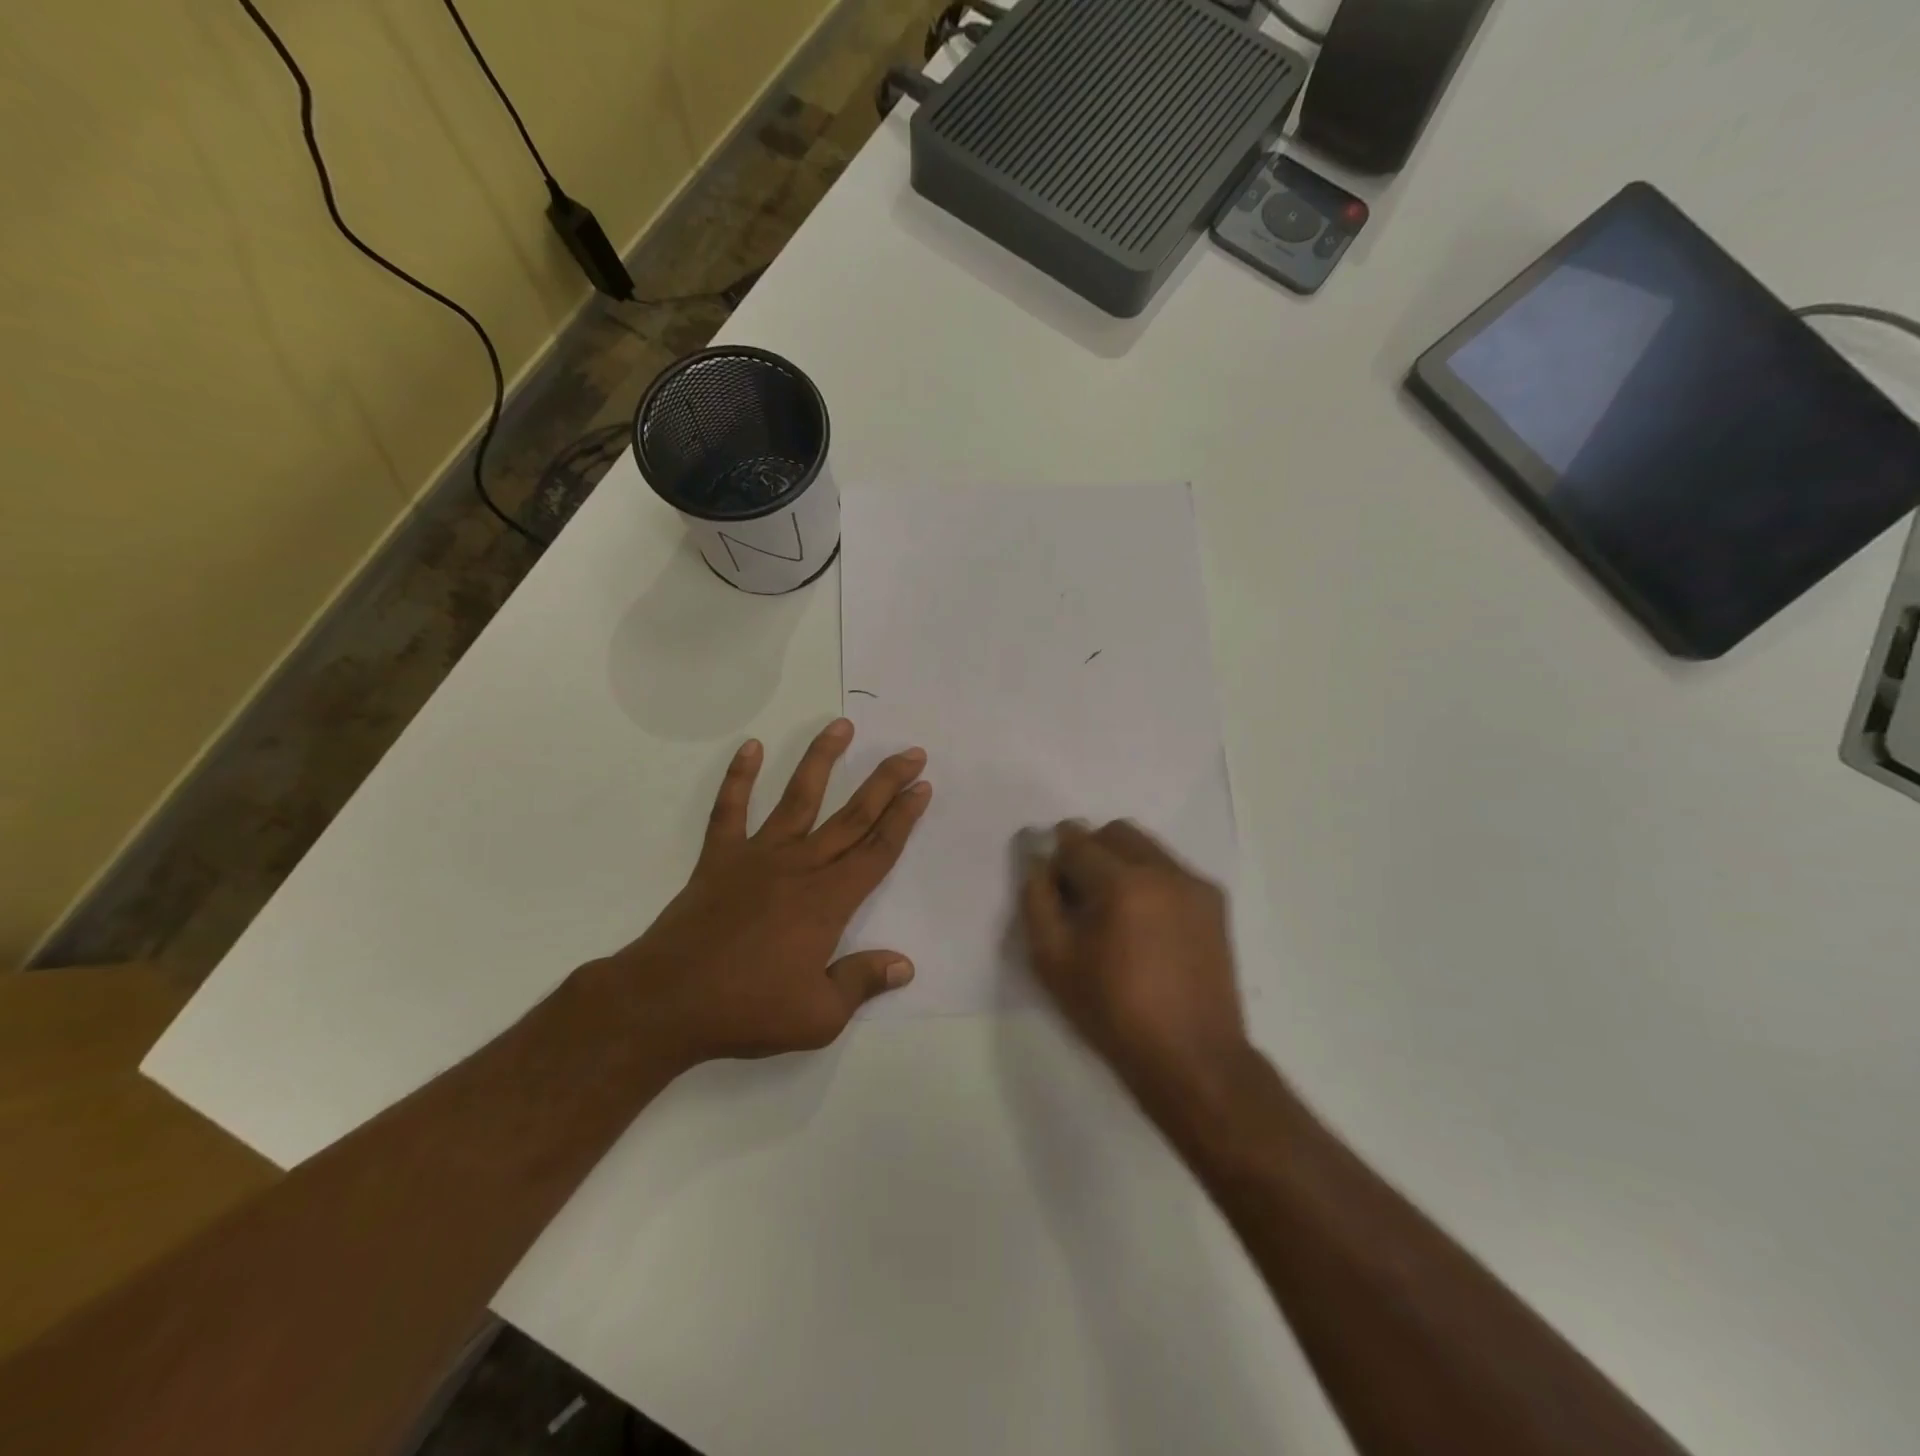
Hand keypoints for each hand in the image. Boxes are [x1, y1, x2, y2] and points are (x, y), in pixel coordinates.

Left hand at [594, 720, 930, 1070]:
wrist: (666, 1002)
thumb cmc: (747, 1010)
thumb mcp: (819, 1016)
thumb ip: (862, 982)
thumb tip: (905, 965)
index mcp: (828, 901)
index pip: (878, 850)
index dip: (904, 818)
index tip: (922, 787)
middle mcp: (799, 866)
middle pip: (853, 816)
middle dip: (885, 782)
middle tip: (911, 753)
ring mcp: (757, 856)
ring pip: (798, 798)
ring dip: (822, 759)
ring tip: (842, 726)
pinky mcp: (719, 858)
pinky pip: (730, 809)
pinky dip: (739, 777)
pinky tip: (751, 747)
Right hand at [1021, 821, 1250, 1118]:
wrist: (1192, 1057)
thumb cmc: (1113, 1012)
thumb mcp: (1052, 960)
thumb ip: (1036, 899)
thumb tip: (1038, 861)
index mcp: (1121, 883)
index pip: (1076, 841)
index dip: (1056, 858)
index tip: (1052, 884)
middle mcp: (1162, 870)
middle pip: (1114, 832)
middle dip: (1090, 850)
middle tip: (1080, 895)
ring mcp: (1194, 883)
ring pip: (1146, 846)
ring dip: (1121, 862)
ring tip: (1115, 911)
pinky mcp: (1214, 901)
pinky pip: (1171, 869)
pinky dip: (1149, 880)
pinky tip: (1146, 924)